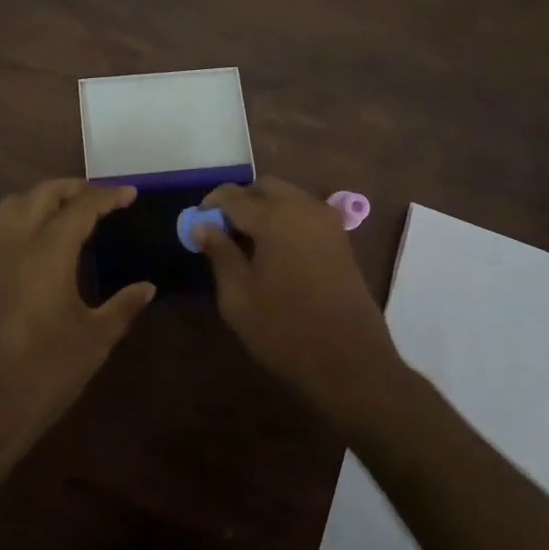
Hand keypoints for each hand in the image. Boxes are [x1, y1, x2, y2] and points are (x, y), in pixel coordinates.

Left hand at [0, 179, 153, 464]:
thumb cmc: (44, 373)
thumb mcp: (94, 340)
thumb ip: (122, 306)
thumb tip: (147, 287)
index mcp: (48, 250)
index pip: (82, 206)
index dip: (107, 196)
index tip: (129, 193)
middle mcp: (13, 240)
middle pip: (42, 193)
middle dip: (72, 188)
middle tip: (97, 197)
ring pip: (10, 204)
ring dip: (39, 199)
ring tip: (61, 211)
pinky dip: (10, 220)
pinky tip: (21, 240)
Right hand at [193, 178, 402, 422]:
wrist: (351, 362)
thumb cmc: (285, 330)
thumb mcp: (238, 297)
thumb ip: (219, 253)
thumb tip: (202, 225)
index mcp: (274, 217)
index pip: (233, 196)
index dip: (210, 205)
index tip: (197, 223)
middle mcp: (303, 208)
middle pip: (265, 187)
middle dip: (241, 201)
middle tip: (223, 230)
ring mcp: (327, 222)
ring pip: (288, 197)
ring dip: (265, 208)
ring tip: (247, 242)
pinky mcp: (341, 239)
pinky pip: (306, 213)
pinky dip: (286, 219)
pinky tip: (274, 250)